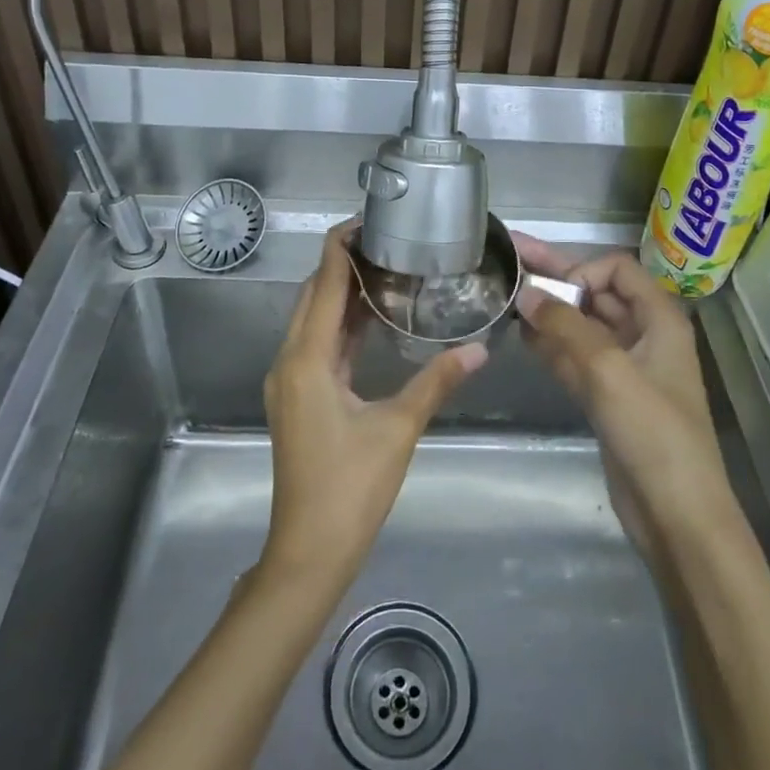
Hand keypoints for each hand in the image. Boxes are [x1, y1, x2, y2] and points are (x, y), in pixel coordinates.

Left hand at [259, 222, 486, 590]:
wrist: (309, 551)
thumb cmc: (351, 488)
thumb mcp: (398, 429)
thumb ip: (437, 382)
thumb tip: (480, 349)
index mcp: (308, 358)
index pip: (324, 283)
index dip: (341, 246)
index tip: (368, 218)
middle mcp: (290, 360)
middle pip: (314, 295)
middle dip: (343, 264)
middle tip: (386, 242)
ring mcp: (289, 381)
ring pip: (312, 321)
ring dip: (341, 294)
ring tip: (384, 270)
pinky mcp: (297, 398)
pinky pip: (316, 345)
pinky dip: (340, 326)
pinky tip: (371, 321)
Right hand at [513, 238, 735, 563]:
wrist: (676, 515)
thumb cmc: (653, 433)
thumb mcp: (609, 371)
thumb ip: (565, 327)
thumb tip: (525, 294)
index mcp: (659, 319)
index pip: (616, 270)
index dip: (582, 272)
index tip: (551, 296)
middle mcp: (643, 335)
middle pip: (595, 294)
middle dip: (555, 278)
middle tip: (511, 256)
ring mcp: (623, 367)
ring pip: (581, 326)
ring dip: (548, 312)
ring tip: (505, 297)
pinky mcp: (607, 396)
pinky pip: (574, 357)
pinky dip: (550, 344)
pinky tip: (521, 335)